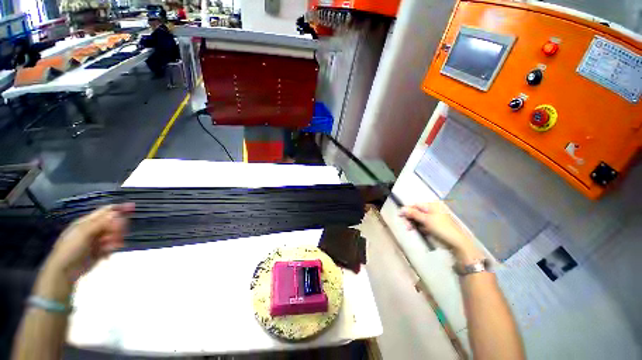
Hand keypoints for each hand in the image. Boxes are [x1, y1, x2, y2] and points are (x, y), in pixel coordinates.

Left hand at [40, 204, 134, 293]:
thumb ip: (100, 223)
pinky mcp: (101, 251)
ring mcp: (97, 240)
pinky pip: (112, 245)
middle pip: (113, 223)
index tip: (133, 207)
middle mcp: (93, 229)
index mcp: (87, 222)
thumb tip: (117, 212)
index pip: (106, 211)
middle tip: (117, 234)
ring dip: (115, 239)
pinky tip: (108, 253)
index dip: (119, 208)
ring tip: (110, 246)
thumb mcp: (83, 233)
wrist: (64, 271)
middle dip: (117, 227)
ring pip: (114, 234)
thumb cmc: (70, 249)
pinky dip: (113, 247)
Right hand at [400, 202, 481, 260]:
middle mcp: (431, 210)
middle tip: (407, 226)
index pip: (415, 205)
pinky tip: (417, 231)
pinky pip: (421, 224)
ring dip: (413, 224)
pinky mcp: (432, 226)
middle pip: (415, 212)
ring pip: (417, 219)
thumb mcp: (426, 219)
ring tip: (411, 229)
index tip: (400, 216)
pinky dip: (418, 227)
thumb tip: (401, 209)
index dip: (406, 210)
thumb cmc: (441, 228)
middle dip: (410, 218)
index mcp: (431, 205)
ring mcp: (431, 218)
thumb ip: (413, 213)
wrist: (455, 242)